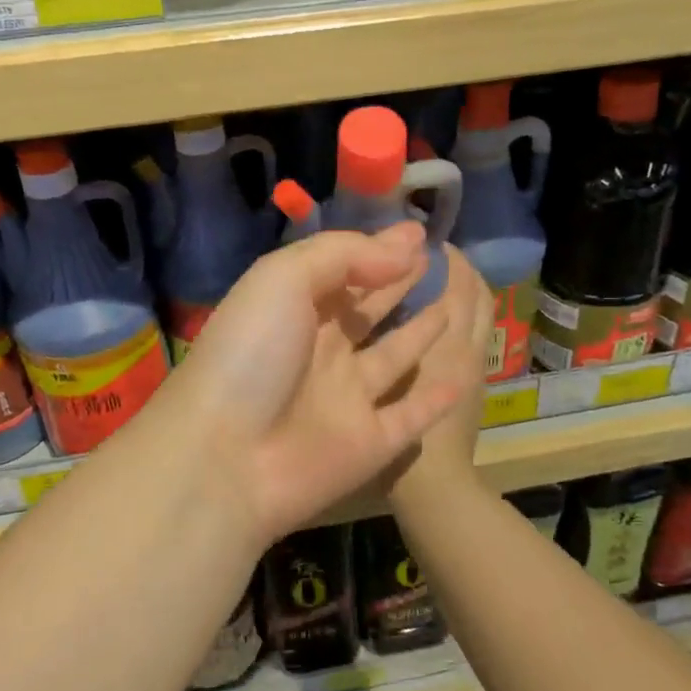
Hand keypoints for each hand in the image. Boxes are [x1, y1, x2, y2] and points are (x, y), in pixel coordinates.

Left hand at [166, 223, 478, 543]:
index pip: (343, 270)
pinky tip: (464, 375)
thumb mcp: (283, 278)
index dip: (379, 249)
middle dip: (401, 282)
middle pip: (369, 310)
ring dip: (423, 331)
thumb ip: (344, 255)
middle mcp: (321, 350)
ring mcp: (346, 399)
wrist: (226, 458)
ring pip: (395, 357)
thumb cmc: (251, 353)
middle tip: (442, 258)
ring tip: (459, 301)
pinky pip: (411, 415)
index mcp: (293, 309)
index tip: (420, 232)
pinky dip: (436, 398)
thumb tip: (404, 248)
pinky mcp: (369, 444)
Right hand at [389, 246, 493, 507]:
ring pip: (480, 314)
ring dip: (465, 290)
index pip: (459, 284)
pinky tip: (434, 316)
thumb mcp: (379, 376)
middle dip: (458, 268)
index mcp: (449, 341)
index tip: (420, 241)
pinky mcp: (473, 384)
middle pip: (476, 294)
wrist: (434, 485)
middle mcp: (469, 347)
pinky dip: (462, 316)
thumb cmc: (396, 431)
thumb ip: (378, 334)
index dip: (445, 258)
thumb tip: (374, 292)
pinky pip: (474, 336)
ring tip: (435, 277)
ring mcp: (476, 366)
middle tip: (429, 254)